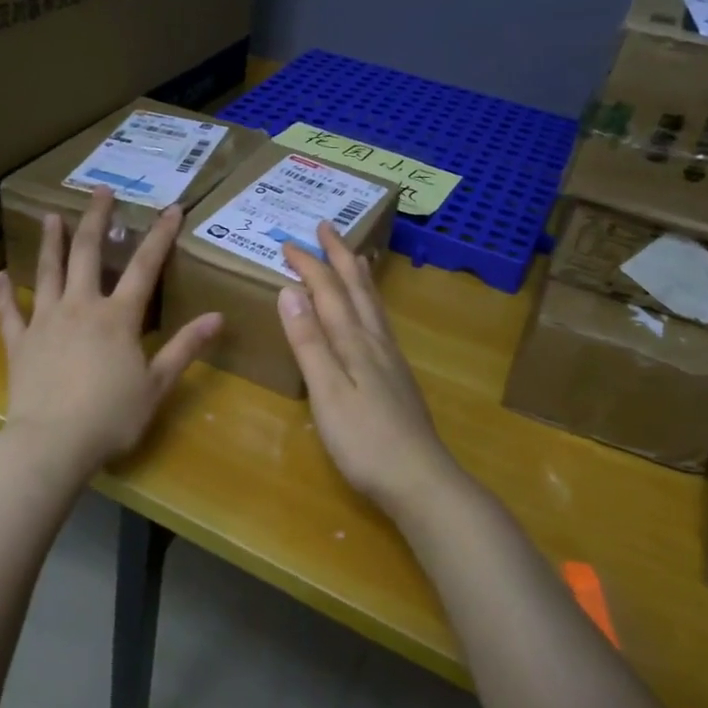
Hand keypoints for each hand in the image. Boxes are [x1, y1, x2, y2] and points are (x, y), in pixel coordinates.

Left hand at [0, 185, 221, 480]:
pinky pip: (10, 313)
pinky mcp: (20, 343)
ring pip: (48, 272)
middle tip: (100, 191)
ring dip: (51, 242)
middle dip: (97, 219)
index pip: (145, 267)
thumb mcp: (157, 385)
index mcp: (117, 318)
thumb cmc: (111, 417)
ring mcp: (45, 322)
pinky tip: (1, 276)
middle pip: (88, 254)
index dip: (160, 236)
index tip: (172, 208)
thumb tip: (218, 317)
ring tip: (52, 216)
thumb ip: (185, 348)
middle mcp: (80, 307)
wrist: (52, 444)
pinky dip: (5, 294)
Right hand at [277, 223, 465, 522]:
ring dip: (359, 274)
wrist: (420, 480)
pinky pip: (380, 322)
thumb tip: (289, 291)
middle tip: (326, 227)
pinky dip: (371, 303)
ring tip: (354, 255)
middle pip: (357, 288)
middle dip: (339, 255)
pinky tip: (371, 313)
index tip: (287, 242)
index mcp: (354, 342)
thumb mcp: (327, 392)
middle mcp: (375, 341)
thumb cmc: (364, 440)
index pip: (327, 291)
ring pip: (373, 303)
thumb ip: (308, 342)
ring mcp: (390, 359)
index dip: (309, 265)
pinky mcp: (397, 377)